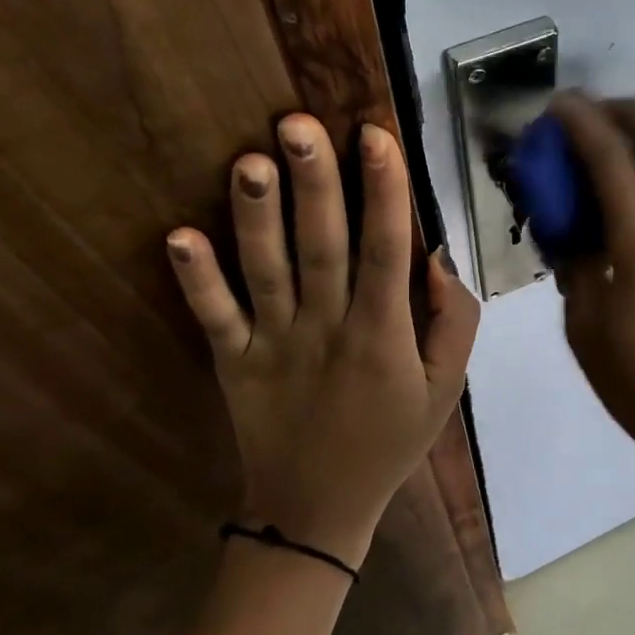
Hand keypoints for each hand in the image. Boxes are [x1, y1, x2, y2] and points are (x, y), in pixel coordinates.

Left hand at [165, 115, 480, 568]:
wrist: (317, 510)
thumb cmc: (390, 439)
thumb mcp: (446, 387)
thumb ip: (456, 321)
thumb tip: (437, 257)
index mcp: (383, 333)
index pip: (386, 250)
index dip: (384, 191)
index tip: (375, 136)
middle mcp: (327, 328)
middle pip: (323, 246)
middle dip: (314, 183)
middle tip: (298, 123)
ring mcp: (275, 344)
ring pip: (266, 272)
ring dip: (256, 217)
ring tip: (249, 161)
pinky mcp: (234, 361)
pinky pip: (214, 318)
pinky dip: (196, 280)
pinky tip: (178, 237)